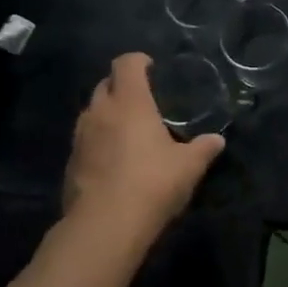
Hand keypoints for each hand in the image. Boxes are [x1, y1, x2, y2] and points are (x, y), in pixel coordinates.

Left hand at [59, 54, 223, 256]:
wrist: (104, 226)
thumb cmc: (152, 183)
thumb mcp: (189, 166)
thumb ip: (203, 148)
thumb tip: (217, 140)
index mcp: (130, 102)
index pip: (126, 64)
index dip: (138, 60)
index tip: (152, 67)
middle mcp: (100, 112)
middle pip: (104, 84)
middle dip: (121, 86)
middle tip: (142, 99)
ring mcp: (80, 137)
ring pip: (91, 112)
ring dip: (107, 113)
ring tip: (128, 129)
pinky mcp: (70, 163)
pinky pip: (85, 140)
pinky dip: (98, 140)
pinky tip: (114, 159)